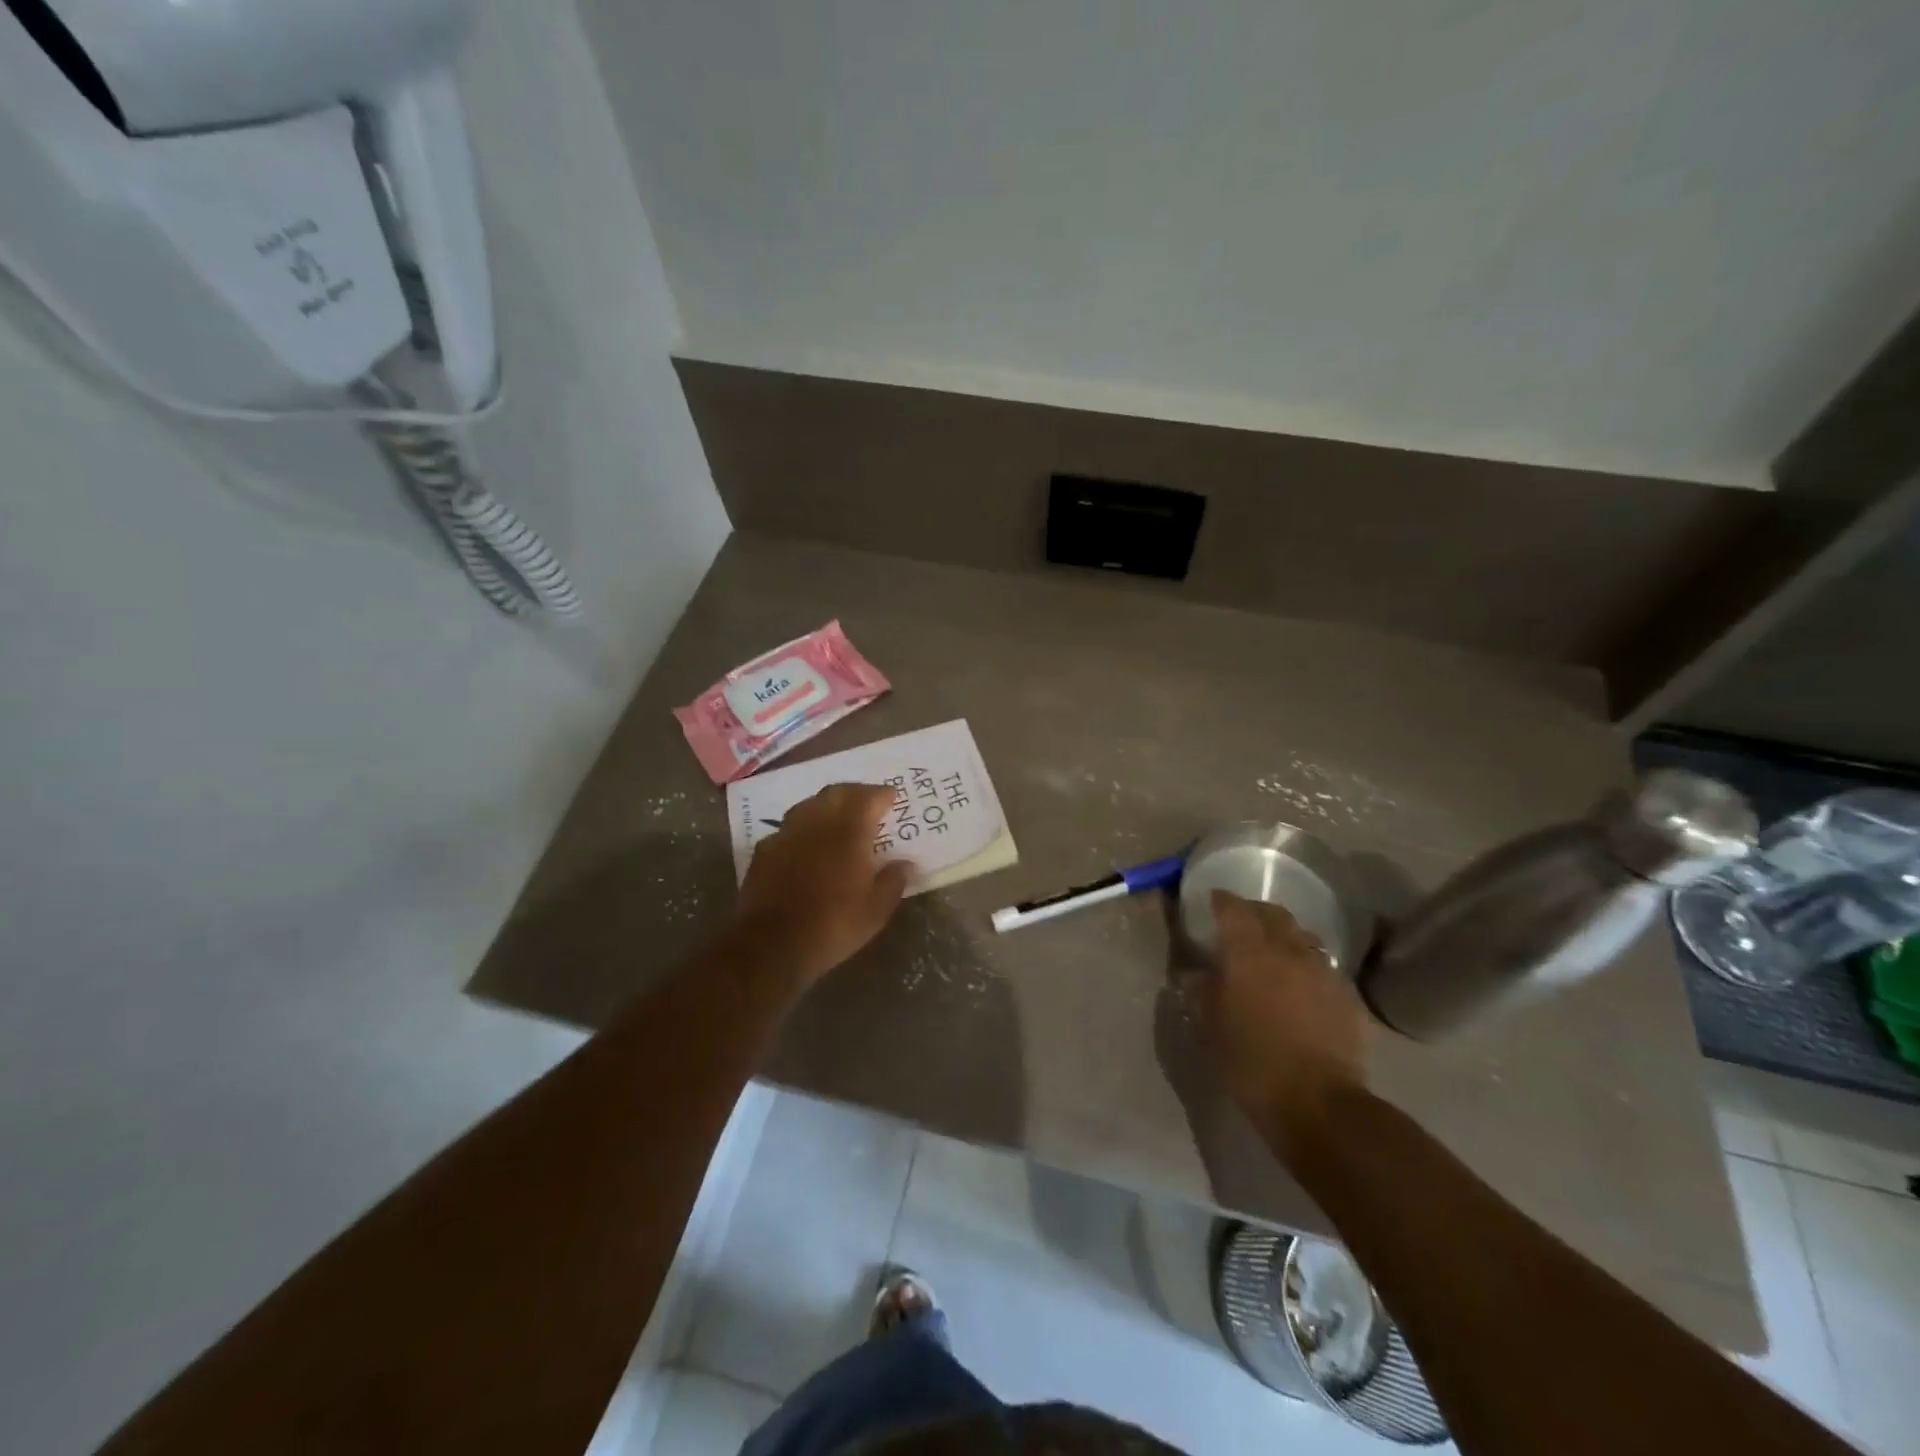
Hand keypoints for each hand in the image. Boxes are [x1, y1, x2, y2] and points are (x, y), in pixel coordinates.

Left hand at [730, 783, 910, 990]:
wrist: (770, 945)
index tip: (892, 796)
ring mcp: (786, 834)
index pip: (868, 798)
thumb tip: (906, 864)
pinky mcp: (764, 851)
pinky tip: (805, 843)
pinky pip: (787, 828)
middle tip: (867, 801)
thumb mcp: (875, 911)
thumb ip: (893, 881)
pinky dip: (803, 828)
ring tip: (837, 817)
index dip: (882, 794)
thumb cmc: (832, 925)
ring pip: (808, 805)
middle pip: (836, 793)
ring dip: (826, 805)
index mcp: (848, 832)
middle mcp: (816, 823)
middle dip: (855, 792)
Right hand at [1187, 891, 1370, 1151]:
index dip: (1221, 900)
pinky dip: (1308, 965)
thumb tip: (1195, 973)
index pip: (1233, 909)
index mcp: (1249, 953)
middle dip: (1255, 912)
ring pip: (1303, 937)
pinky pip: (1324, 966)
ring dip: (1285, 936)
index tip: (1212, 900)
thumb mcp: (1210, 1028)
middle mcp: (1288, 951)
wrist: (1319, 1104)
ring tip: (1274, 952)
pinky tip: (1301, 984)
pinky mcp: (1347, 996)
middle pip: (1273, 915)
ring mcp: (1323, 972)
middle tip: (1241, 923)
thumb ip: (1201, 991)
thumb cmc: (1252, 1063)